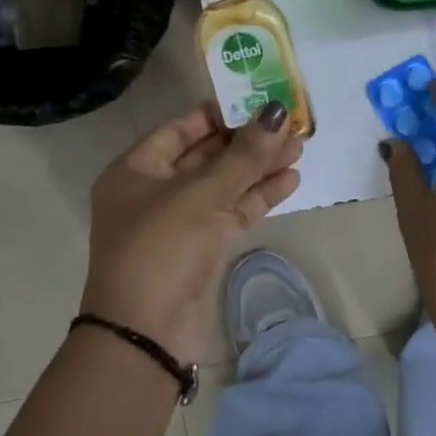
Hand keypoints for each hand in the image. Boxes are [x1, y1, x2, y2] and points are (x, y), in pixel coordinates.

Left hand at [84, 101, 303, 365]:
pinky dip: (258, 196)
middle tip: (289, 123)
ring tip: (299, 148)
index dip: (220, 113)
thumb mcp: (203, 194)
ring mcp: (179, 222)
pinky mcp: (201, 249)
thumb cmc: (162, 249)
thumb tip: (276, 111)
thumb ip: (244, 154)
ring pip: (224, 185)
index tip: (258, 100)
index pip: (182, 128)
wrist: (147, 335)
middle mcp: (154, 192)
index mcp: (136, 170)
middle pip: (207, 155)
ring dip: (259, 167)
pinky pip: (232, 212)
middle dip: (248, 141)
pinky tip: (290, 180)